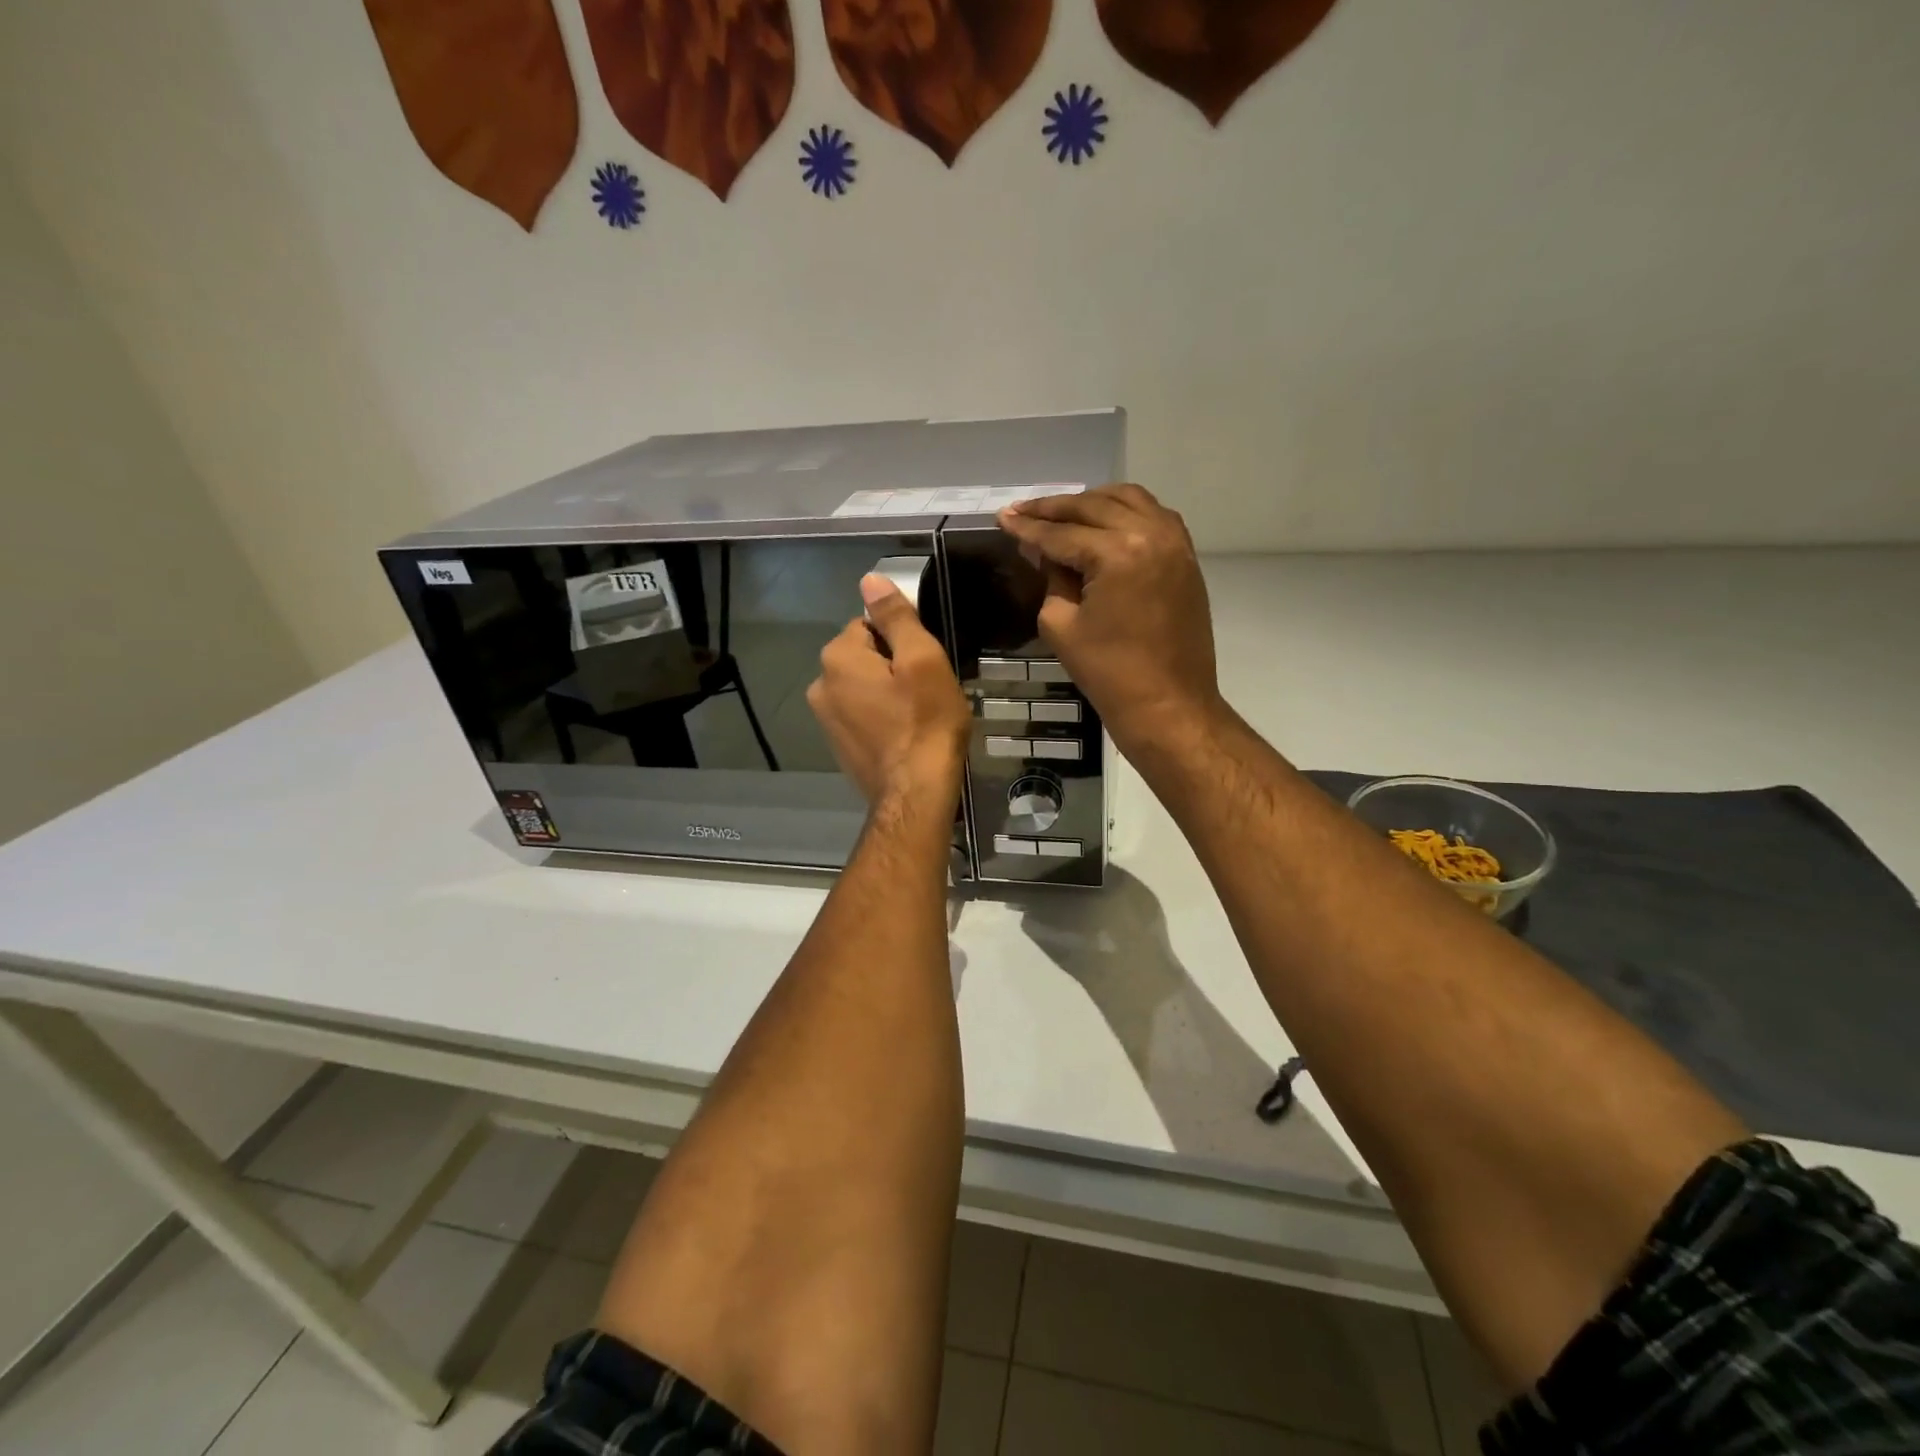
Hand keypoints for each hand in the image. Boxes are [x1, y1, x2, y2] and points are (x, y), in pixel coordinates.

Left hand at [807, 576, 970, 806]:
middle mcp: (820, 685)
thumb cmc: (925, 722)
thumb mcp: (922, 660)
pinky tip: (903, 736)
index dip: (903, 642)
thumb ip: (895, 617)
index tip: (924, 666)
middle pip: (864, 657)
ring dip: (887, 693)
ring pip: (863, 687)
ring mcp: (825, 720)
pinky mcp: (837, 747)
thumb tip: (870, 579)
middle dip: (893, 667)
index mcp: (837, 657)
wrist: (915, 793)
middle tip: (925, 692)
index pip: (870, 625)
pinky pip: (861, 716)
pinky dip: (880, 719)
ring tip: (917, 716)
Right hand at [998, 484, 1221, 751]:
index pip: (1062, 533)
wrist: (1168, 704)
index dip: (1028, 526)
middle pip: (1094, 506)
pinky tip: (1104, 522)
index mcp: (1117, 553)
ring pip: (1128, 500)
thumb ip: (1051, 578)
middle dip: (1054, 508)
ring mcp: (1175, 543)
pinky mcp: (1186, 558)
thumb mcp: (1061, 625)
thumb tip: (1043, 550)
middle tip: (1024, 510)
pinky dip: (1126, 512)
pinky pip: (1155, 516)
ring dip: (1092, 502)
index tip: (1003, 517)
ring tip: (1062, 512)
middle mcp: (1150, 534)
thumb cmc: (1108, 673)